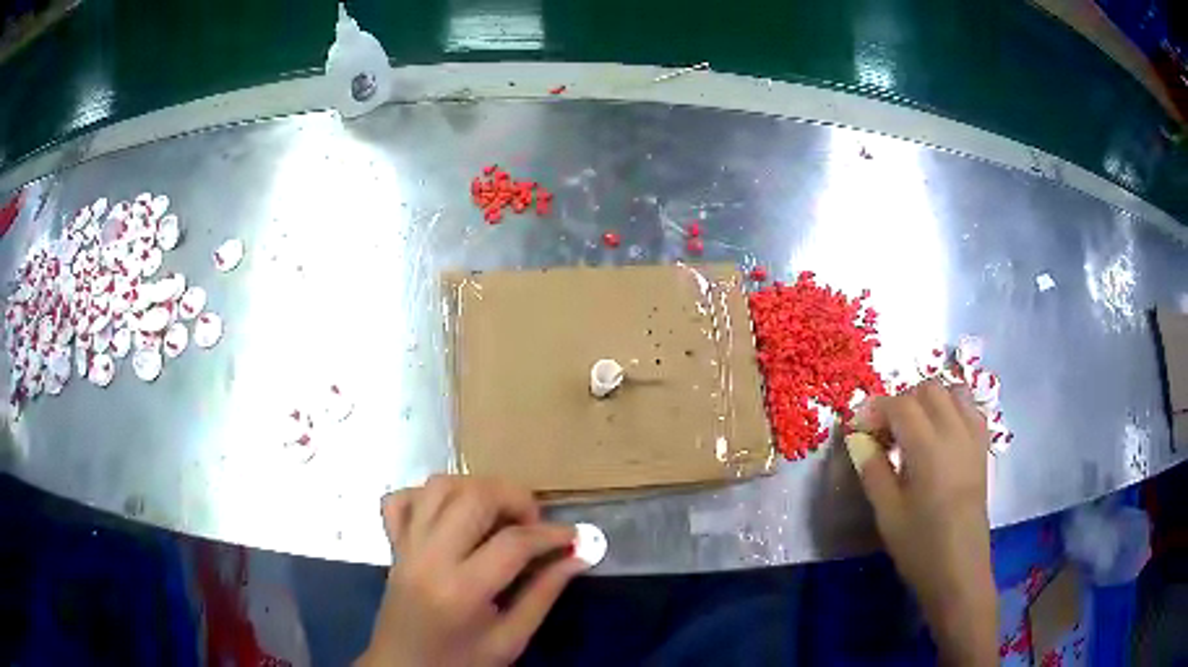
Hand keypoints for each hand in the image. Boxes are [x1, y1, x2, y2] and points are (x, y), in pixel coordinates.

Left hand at [358, 475, 585, 666]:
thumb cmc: (460, 662)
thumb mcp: (510, 639)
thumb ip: (543, 594)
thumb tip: (579, 557)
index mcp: (462, 589)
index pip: (513, 542)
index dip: (553, 534)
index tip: (575, 536)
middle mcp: (429, 557)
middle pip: (474, 497)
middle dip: (515, 498)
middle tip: (534, 524)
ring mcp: (406, 546)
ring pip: (438, 486)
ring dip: (476, 489)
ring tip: (498, 514)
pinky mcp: (393, 544)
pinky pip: (402, 499)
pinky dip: (428, 496)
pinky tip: (451, 514)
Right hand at [845, 381, 996, 665]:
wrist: (959, 570)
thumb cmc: (919, 546)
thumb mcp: (887, 513)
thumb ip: (873, 469)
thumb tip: (857, 438)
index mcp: (928, 448)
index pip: (900, 405)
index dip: (875, 409)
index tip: (857, 427)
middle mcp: (955, 432)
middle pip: (928, 389)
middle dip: (901, 401)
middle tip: (884, 431)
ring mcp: (973, 438)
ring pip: (952, 392)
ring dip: (928, 400)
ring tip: (912, 429)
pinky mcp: (983, 449)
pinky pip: (970, 409)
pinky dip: (952, 408)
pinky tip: (940, 434)